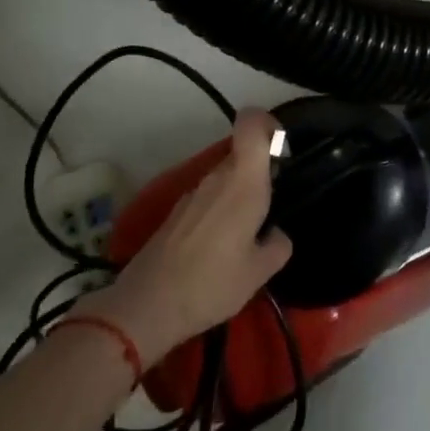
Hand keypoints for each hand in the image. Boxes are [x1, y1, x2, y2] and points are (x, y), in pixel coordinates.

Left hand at [78, 111, 292, 362]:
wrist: (146, 307)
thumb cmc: (212, 284)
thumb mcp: (260, 272)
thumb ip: (278, 245)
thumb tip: (276, 234)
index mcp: (243, 183)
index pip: (251, 124)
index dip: (269, 123)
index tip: (283, 149)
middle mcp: (216, 178)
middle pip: (242, 153)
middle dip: (262, 172)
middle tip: (273, 207)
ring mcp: (193, 194)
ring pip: (225, 178)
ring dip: (241, 195)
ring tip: (249, 235)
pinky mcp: (177, 213)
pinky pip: (209, 198)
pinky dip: (222, 212)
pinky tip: (222, 248)